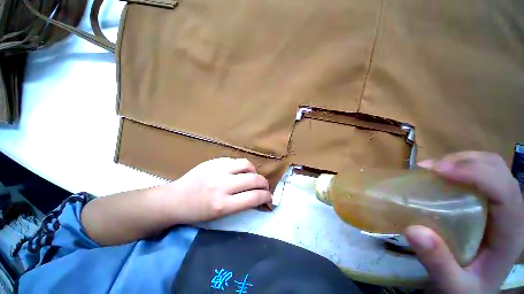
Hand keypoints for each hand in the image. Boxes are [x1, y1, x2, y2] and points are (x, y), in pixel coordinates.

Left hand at [166, 157, 271, 222]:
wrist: (174, 199)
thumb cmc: (197, 211)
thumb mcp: (220, 214)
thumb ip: (241, 203)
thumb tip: (257, 196)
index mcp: (223, 204)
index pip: (254, 198)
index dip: (266, 197)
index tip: (269, 197)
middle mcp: (222, 185)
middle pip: (254, 179)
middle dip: (264, 183)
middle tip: (264, 186)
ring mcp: (218, 170)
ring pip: (247, 165)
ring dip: (254, 171)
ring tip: (252, 176)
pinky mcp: (214, 161)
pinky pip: (236, 160)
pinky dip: (242, 166)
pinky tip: (239, 171)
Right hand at [405, 151, 523, 293]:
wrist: (473, 290)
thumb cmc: (466, 289)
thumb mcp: (453, 286)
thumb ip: (439, 263)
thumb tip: (414, 230)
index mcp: (511, 233)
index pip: (505, 191)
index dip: (475, 174)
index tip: (436, 171)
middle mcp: (512, 213)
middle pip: (499, 170)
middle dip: (465, 161)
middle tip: (430, 168)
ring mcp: (501, 206)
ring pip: (491, 166)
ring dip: (462, 160)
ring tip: (432, 168)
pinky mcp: (488, 203)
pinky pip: (480, 172)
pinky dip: (460, 165)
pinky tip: (441, 173)